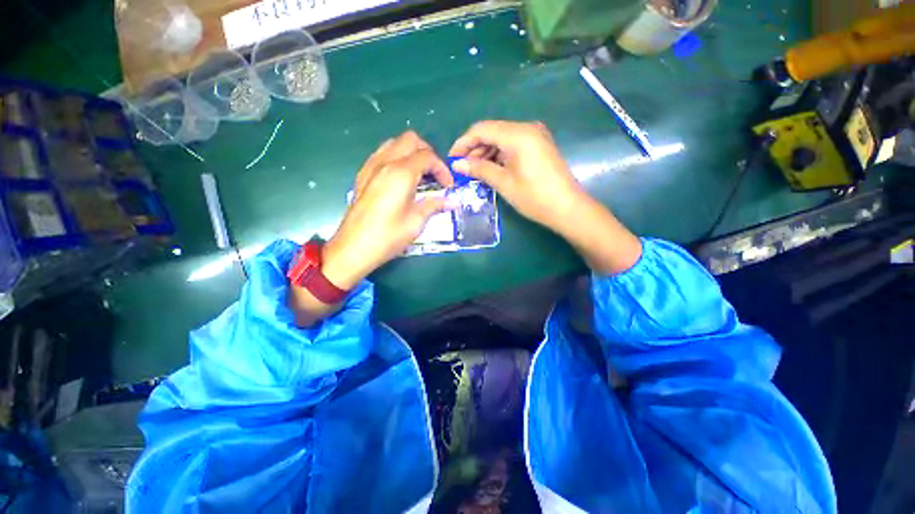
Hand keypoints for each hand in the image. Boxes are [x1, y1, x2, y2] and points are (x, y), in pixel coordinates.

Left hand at [290, 132, 452, 325]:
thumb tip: (452, 201)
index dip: (442, 169)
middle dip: (428, 153)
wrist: (353, 248)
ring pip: (394, 143)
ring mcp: (371, 167)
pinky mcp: (362, 175)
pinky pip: (382, 154)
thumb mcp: (416, 222)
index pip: (428, 156)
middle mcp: (385, 162)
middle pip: (410, 140)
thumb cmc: (388, 236)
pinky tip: (401, 179)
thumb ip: (434, 205)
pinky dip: (396, 158)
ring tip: (420, 175)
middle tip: (435, 175)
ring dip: (411, 153)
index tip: (448, 186)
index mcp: (401, 173)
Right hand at [449, 120, 586, 235]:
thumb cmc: (534, 197)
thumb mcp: (503, 183)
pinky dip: (499, 155)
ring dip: (486, 153)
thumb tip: (457, 164)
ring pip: (502, 138)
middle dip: (474, 149)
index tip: (452, 159)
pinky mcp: (539, 146)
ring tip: (475, 171)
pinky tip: (491, 169)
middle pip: (492, 132)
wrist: (567, 208)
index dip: (463, 143)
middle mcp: (527, 128)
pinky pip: (512, 145)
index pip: (482, 130)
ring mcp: (535, 136)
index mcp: (518, 134)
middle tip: (462, 168)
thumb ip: (479, 169)